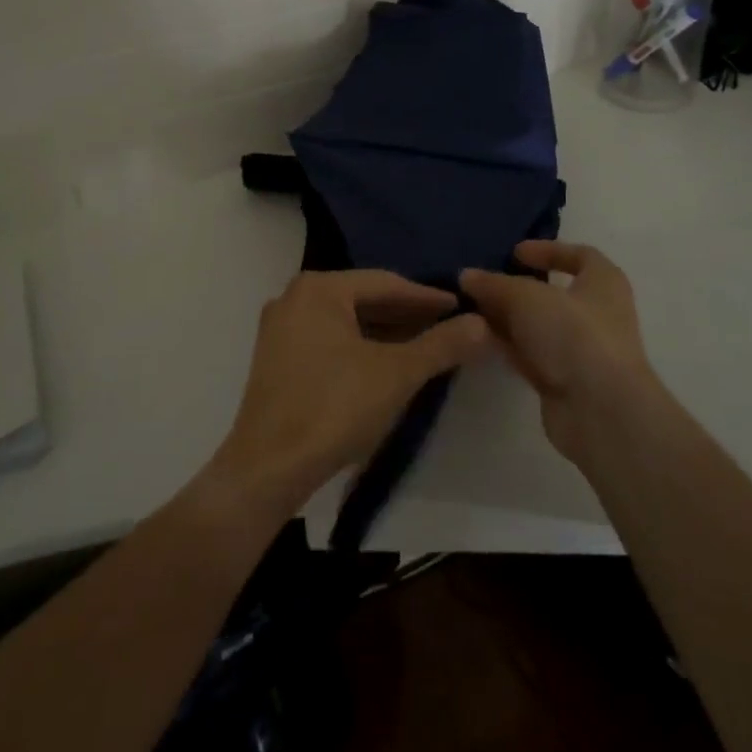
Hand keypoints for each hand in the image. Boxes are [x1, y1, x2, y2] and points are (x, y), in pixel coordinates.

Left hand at [211, 270, 491, 512]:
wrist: (269, 468)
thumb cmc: (334, 408)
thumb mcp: (397, 374)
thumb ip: (441, 345)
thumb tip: (482, 323)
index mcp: (318, 288)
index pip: (385, 283)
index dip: (427, 297)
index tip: (461, 306)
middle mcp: (294, 298)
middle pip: (363, 299)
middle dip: (406, 314)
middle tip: (448, 325)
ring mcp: (281, 329)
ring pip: (346, 322)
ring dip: (385, 332)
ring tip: (425, 345)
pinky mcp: (277, 360)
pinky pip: (329, 340)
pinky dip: (360, 347)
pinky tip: (387, 364)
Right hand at [460, 241, 660, 466]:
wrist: (600, 411)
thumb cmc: (573, 334)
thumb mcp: (526, 297)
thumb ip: (494, 284)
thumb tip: (467, 276)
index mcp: (604, 282)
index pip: (580, 255)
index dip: (548, 250)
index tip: (515, 253)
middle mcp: (597, 314)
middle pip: (552, 293)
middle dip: (515, 288)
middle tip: (481, 283)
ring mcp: (581, 350)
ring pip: (537, 326)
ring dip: (507, 318)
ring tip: (469, 309)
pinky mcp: (564, 381)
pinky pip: (531, 355)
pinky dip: (508, 345)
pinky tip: (478, 339)